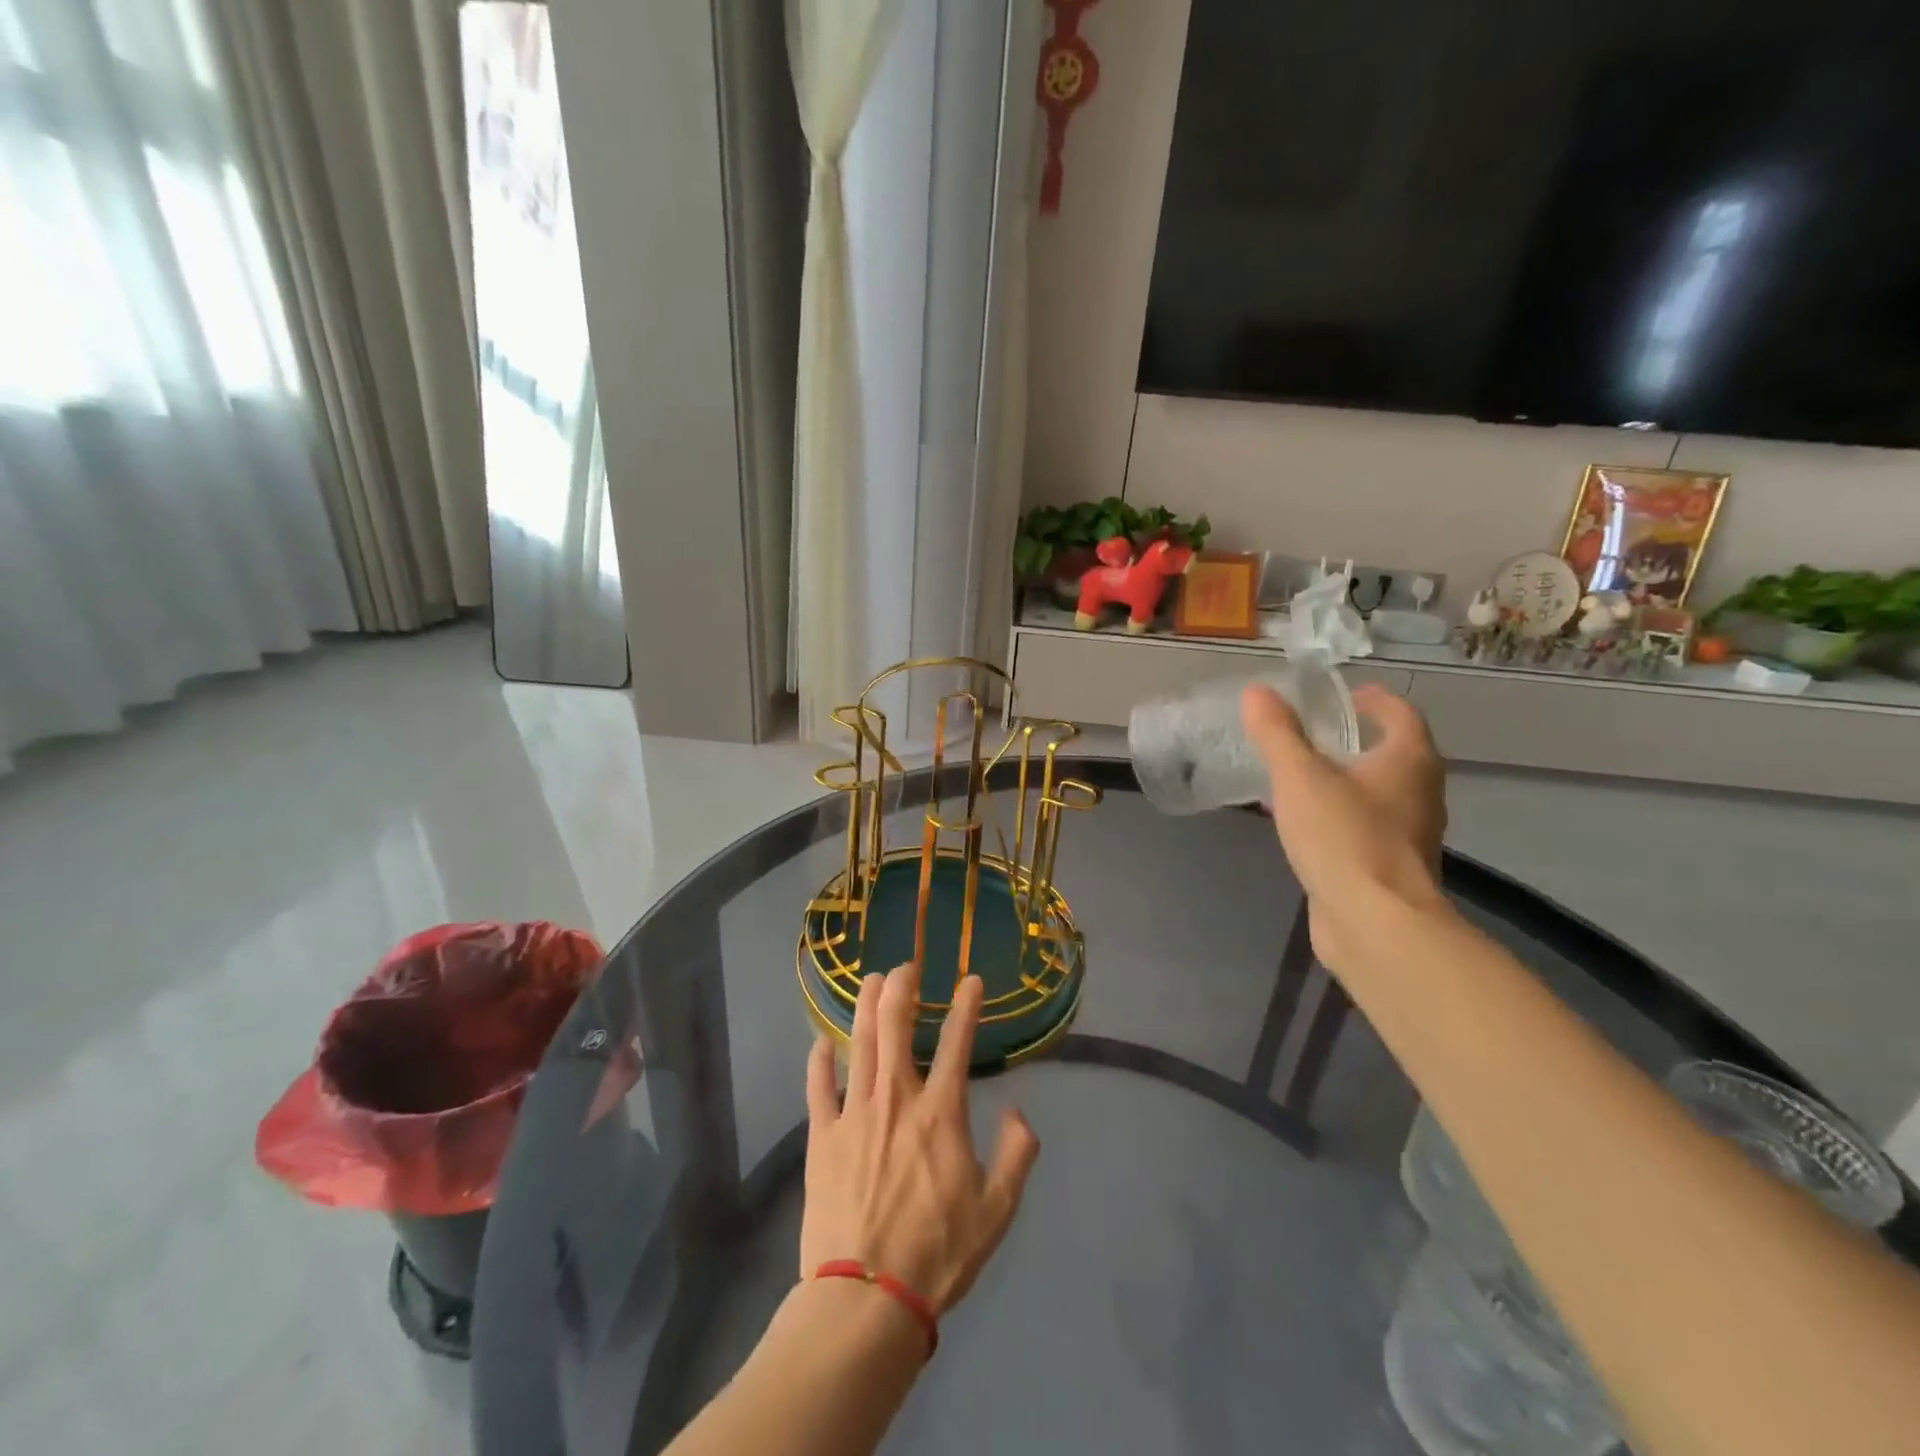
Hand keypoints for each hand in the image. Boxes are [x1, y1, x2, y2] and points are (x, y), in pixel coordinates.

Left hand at [801, 963, 1039, 1314]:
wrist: (867, 1297)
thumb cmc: (938, 1254)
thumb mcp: (997, 1210)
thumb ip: (1017, 1155)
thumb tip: (1019, 1111)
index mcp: (940, 1113)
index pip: (959, 1042)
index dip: (967, 1005)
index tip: (972, 980)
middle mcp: (896, 1098)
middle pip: (895, 1025)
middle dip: (901, 987)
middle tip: (905, 967)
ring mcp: (854, 1113)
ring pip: (859, 1043)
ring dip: (865, 1006)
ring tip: (871, 980)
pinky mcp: (822, 1136)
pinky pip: (818, 1086)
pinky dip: (820, 1060)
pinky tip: (821, 1041)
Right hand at [1242, 683, 1447, 966]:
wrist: (1374, 923)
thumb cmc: (1344, 837)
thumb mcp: (1300, 777)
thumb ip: (1278, 734)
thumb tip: (1257, 691)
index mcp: (1409, 762)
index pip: (1401, 714)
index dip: (1374, 700)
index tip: (1345, 696)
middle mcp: (1420, 794)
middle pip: (1394, 755)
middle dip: (1358, 741)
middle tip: (1315, 734)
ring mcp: (1408, 835)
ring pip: (1379, 795)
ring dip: (1347, 781)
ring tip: (1302, 777)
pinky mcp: (1390, 869)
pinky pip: (1364, 828)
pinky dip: (1339, 816)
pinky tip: (1305, 826)